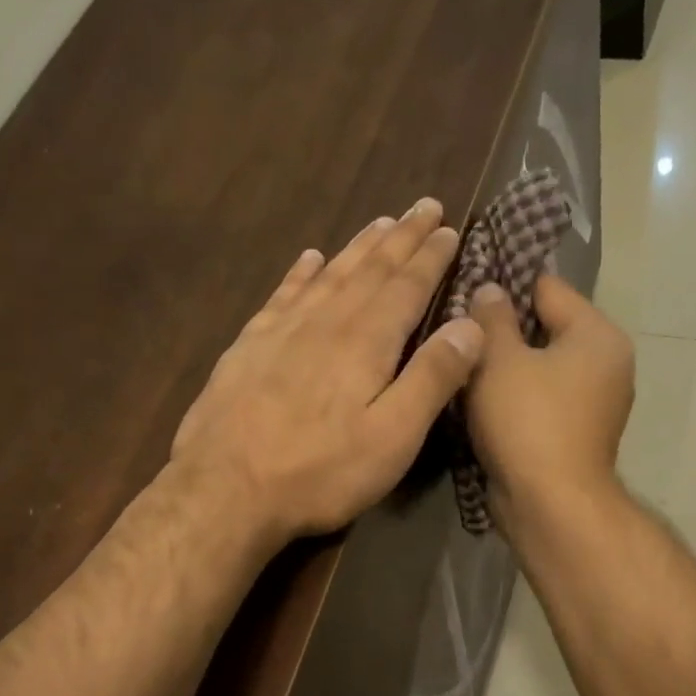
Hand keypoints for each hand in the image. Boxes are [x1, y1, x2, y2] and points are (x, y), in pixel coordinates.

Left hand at [170, 198, 483, 542]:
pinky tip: (309, 259)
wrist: (224, 491)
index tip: (449, 227)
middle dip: (401, 237)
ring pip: (329, 274)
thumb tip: (471, 324)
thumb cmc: (320, 471)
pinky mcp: (248, 348)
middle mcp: (325, 322)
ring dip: (358, 246)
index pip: (407, 286)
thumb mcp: (394, 436)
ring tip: (380, 222)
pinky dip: (300, 273)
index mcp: (366, 341)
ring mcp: (281, 331)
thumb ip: (433, 378)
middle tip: (423, 205)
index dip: (431, 256)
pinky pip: (282, 295)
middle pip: (370, 269)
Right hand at [463, 274, 634, 532]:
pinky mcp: (579, 433)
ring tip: (465, 363)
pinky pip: (544, 398)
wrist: (551, 504)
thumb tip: (489, 289)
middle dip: (505, 328)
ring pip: (543, 366)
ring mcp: (597, 402)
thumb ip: (492, 317)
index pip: (548, 287)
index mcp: (598, 334)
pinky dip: (519, 396)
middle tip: (459, 330)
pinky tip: (484, 400)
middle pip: (547, 327)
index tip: (466, 290)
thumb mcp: (500, 359)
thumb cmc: (527, 420)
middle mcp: (608, 363)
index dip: (505, 285)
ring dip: (509, 365)